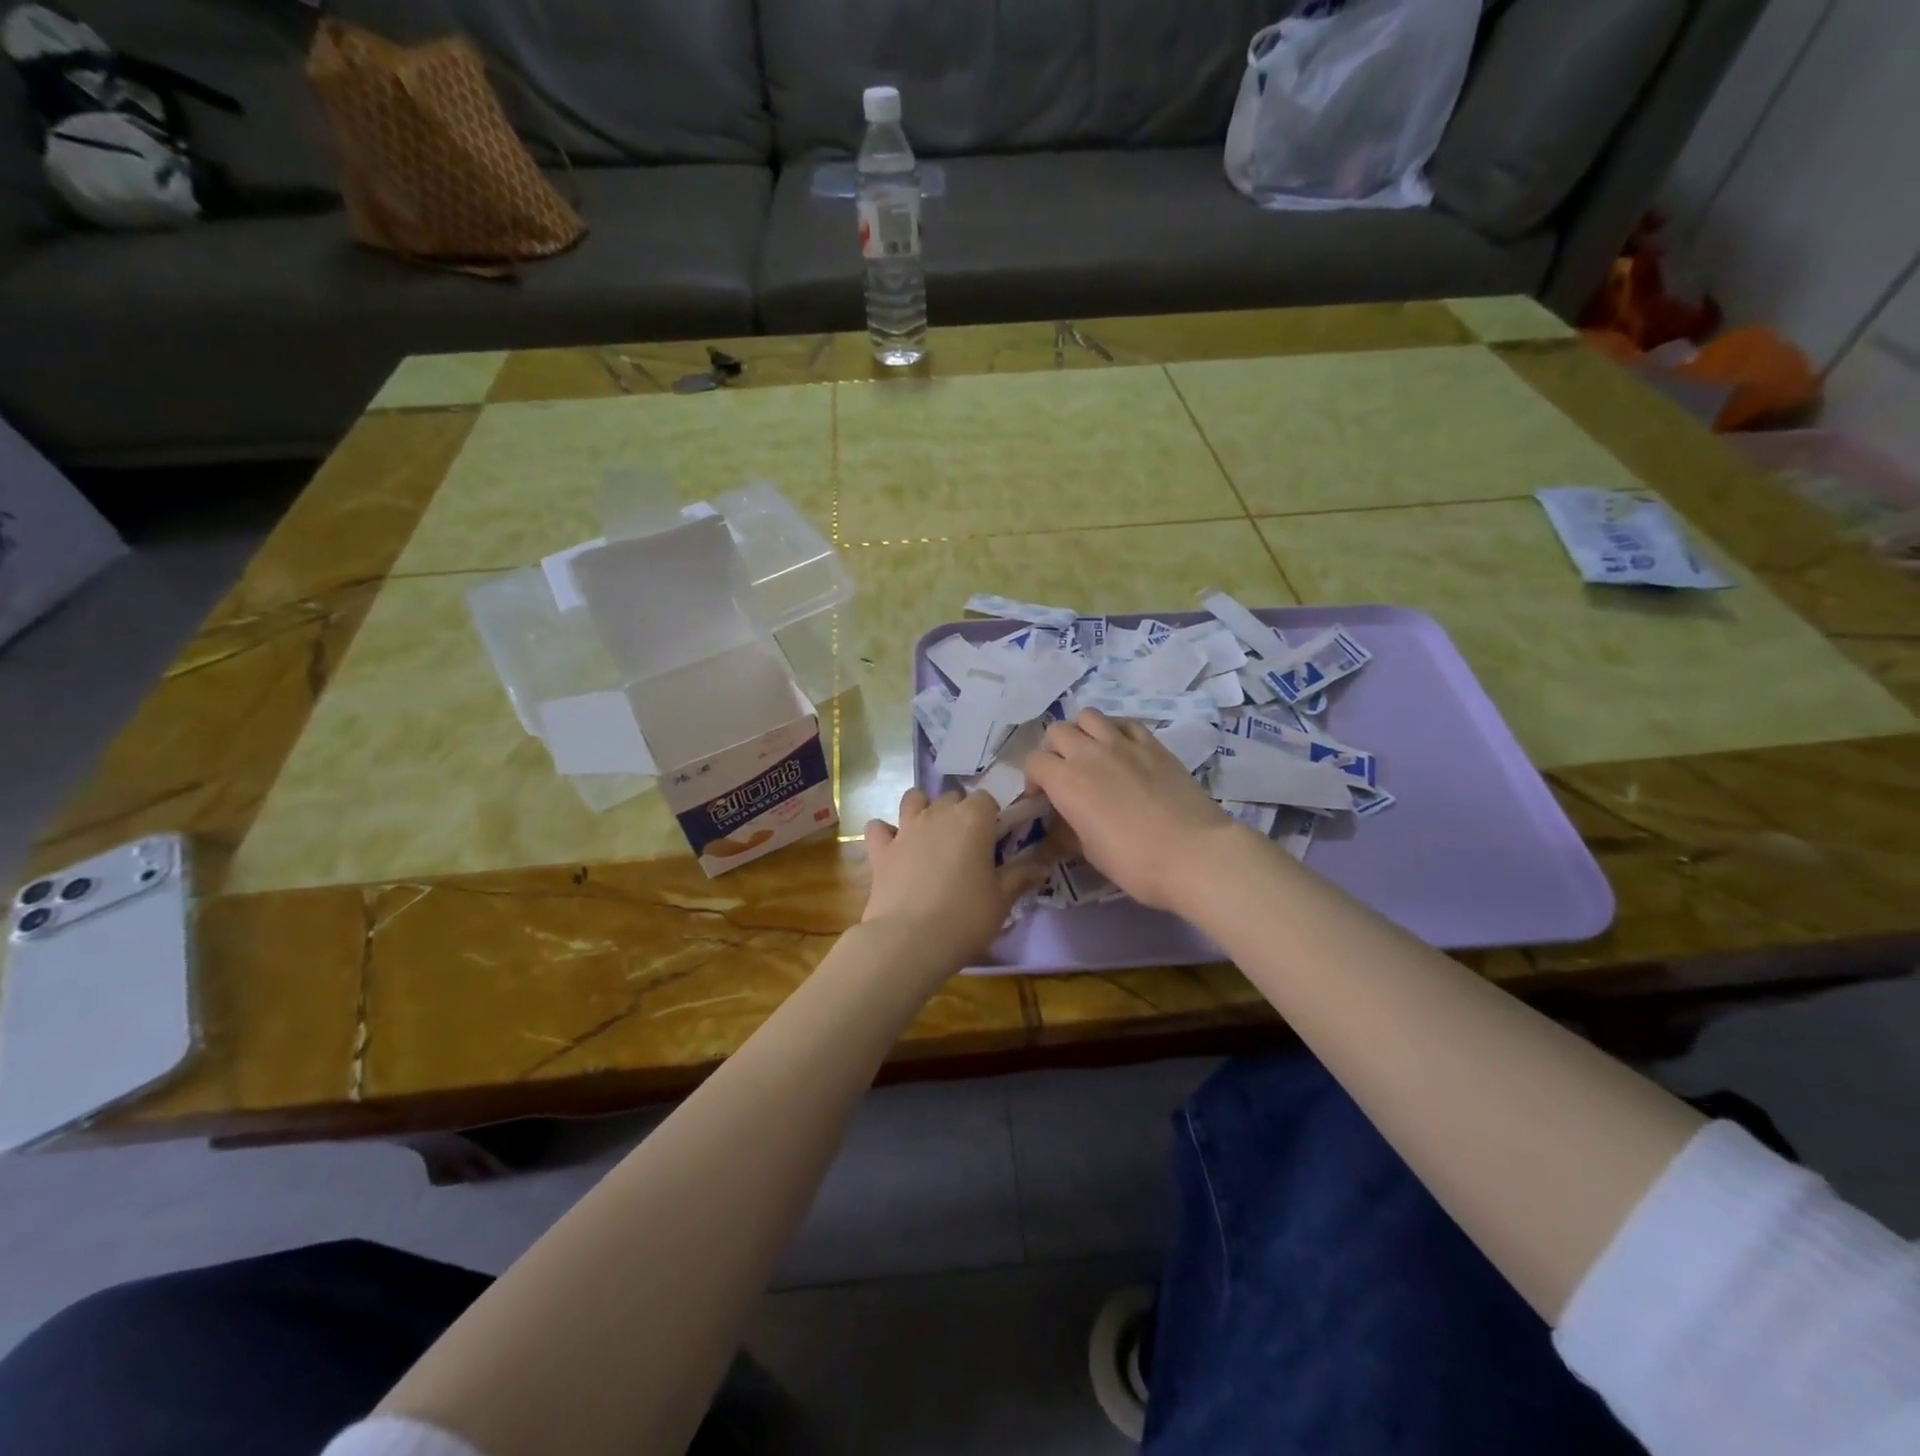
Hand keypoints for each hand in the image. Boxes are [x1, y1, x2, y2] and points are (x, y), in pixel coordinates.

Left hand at [863, 788, 1053, 959]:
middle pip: (952, 797)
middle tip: (968, 845)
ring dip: (923, 809)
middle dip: (960, 812)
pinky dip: (885, 832)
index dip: (992, 816)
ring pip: (914, 799)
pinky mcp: (880, 849)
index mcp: (974, 819)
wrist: (908, 940)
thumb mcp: (1002, 900)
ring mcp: (906, 829)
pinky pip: (878, 827)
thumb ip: (1020, 877)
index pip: (987, 798)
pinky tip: (892, 847)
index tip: (996, 841)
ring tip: (931, 835)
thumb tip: (1042, 866)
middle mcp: (939, 814)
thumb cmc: (965, 917)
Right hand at [1023, 710, 1247, 911]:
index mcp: (1065, 781)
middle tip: (1064, 774)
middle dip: (1053, 750)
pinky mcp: (1153, 744)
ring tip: (1091, 754)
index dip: (1033, 779)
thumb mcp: (1088, 852)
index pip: (1034, 762)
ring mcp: (1123, 743)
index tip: (1042, 799)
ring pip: (1089, 716)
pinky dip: (1115, 731)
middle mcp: (1089, 753)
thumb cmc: (1133, 861)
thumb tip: (1058, 826)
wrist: (1193, 854)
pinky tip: (1122, 750)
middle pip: (1057, 731)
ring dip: (1082, 732)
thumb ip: (1066, 830)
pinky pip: (1125, 723)